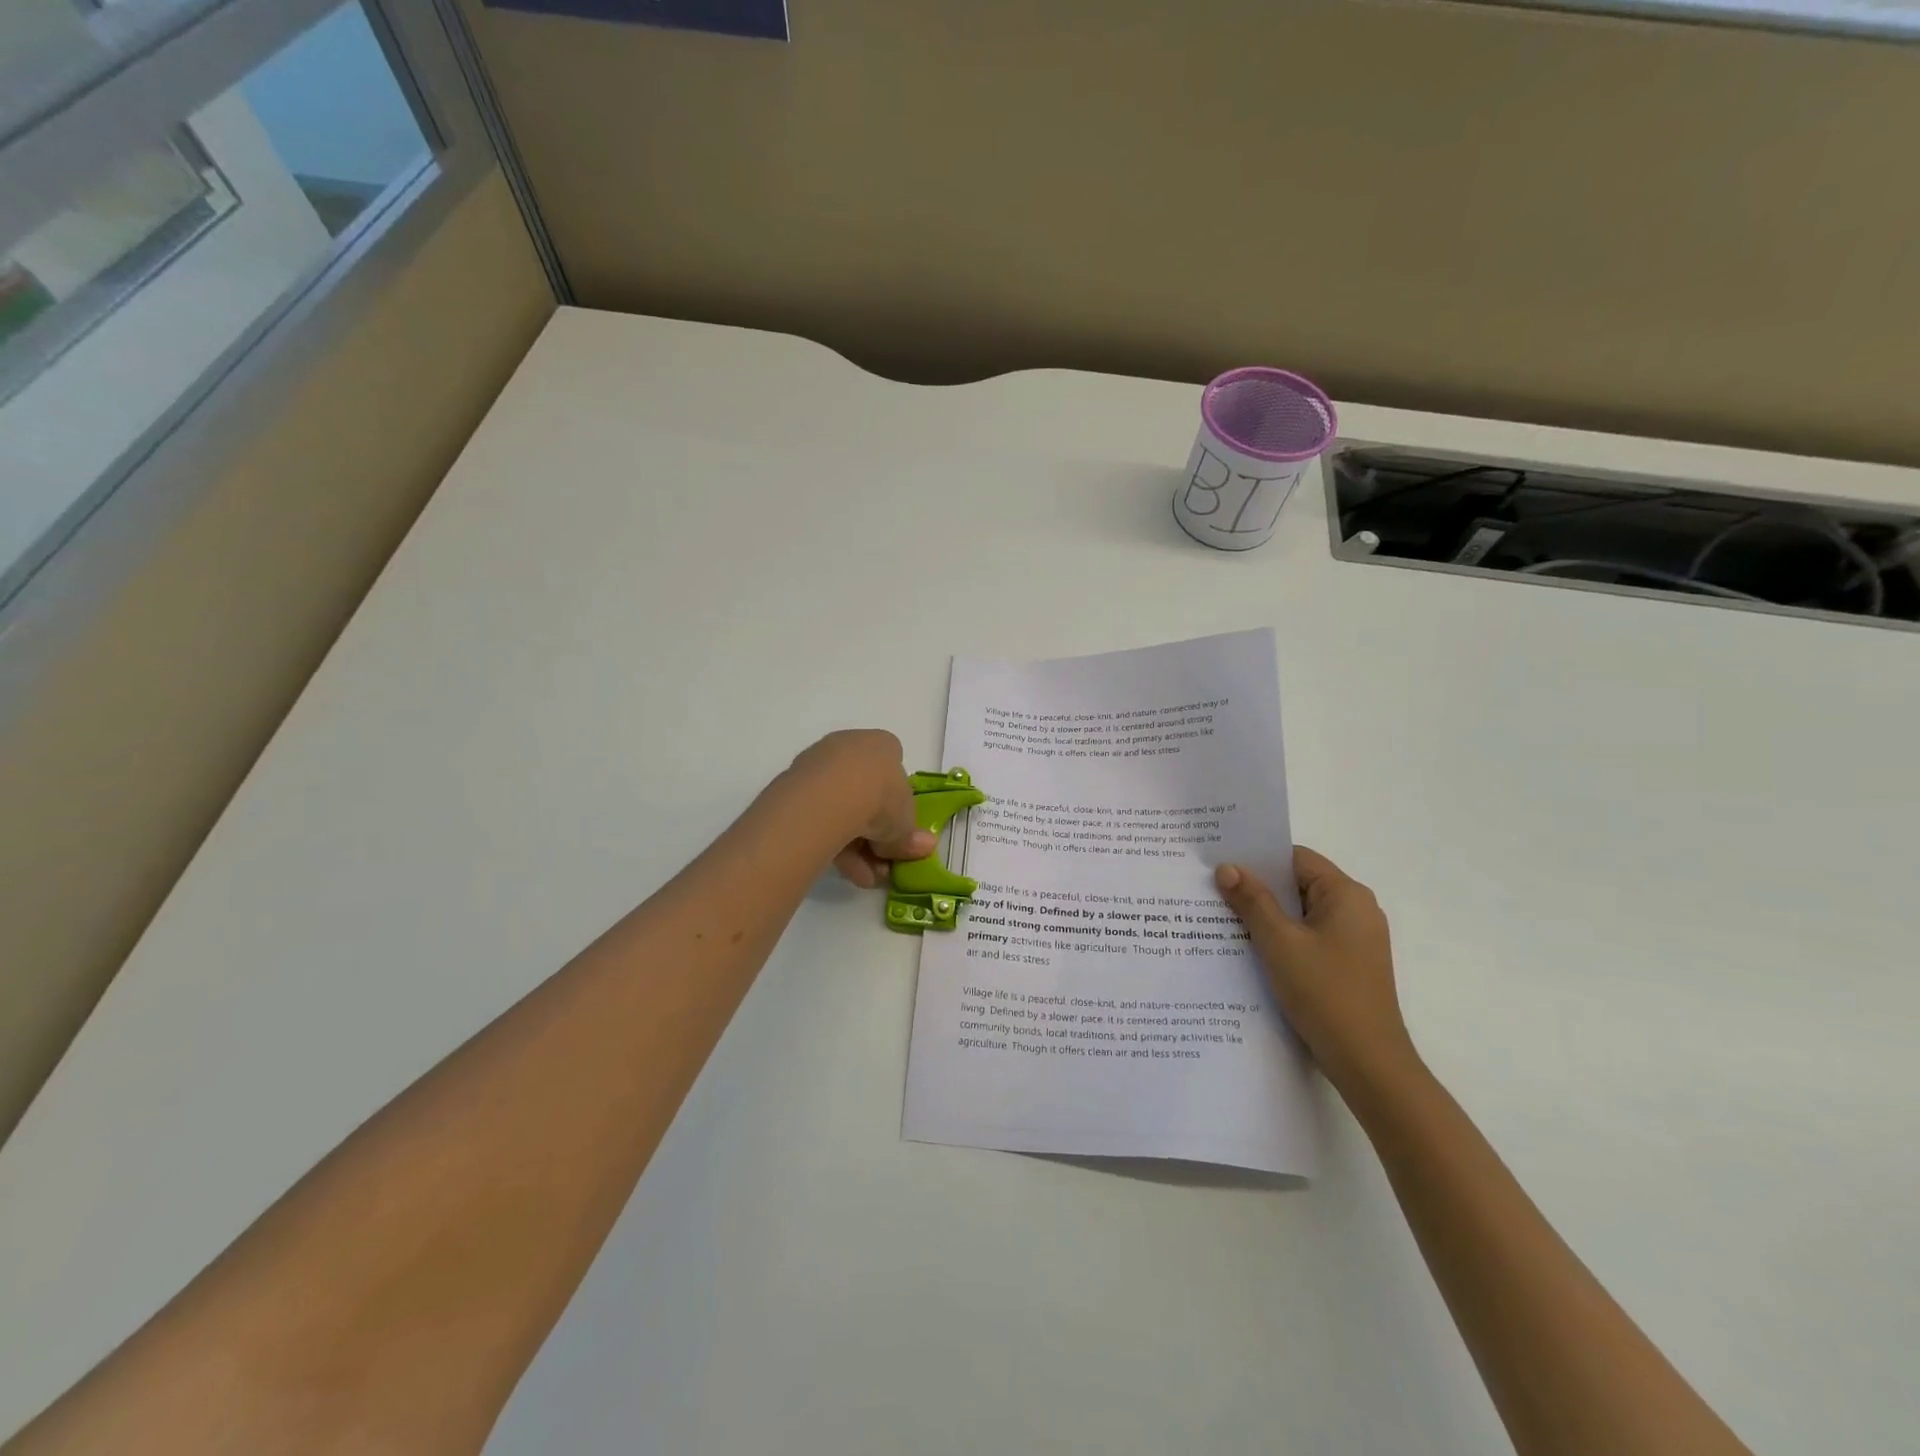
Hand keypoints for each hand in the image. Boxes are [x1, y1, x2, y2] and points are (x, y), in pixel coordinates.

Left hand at [786, 730, 936, 888]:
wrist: (831, 795)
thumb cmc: (881, 797)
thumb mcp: (905, 823)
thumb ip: (911, 836)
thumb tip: (925, 847)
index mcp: (881, 745)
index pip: (893, 769)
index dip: (897, 803)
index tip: (897, 830)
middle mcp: (848, 748)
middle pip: (865, 793)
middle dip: (875, 833)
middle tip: (882, 864)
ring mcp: (818, 766)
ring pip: (841, 809)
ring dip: (856, 846)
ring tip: (865, 877)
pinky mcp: (793, 788)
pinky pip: (819, 818)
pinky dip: (833, 843)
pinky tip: (845, 871)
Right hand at [1214, 848, 1418, 1090]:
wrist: (1368, 1064)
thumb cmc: (1325, 993)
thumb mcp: (1279, 942)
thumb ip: (1252, 901)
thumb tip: (1227, 867)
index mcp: (1347, 895)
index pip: (1296, 858)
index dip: (1258, 858)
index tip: (1220, 863)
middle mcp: (1356, 910)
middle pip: (1298, 884)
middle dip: (1257, 888)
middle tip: (1213, 889)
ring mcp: (1354, 940)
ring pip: (1300, 913)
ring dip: (1266, 915)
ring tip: (1223, 918)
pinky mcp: (1348, 964)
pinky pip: (1308, 937)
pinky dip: (1281, 938)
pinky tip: (1249, 949)